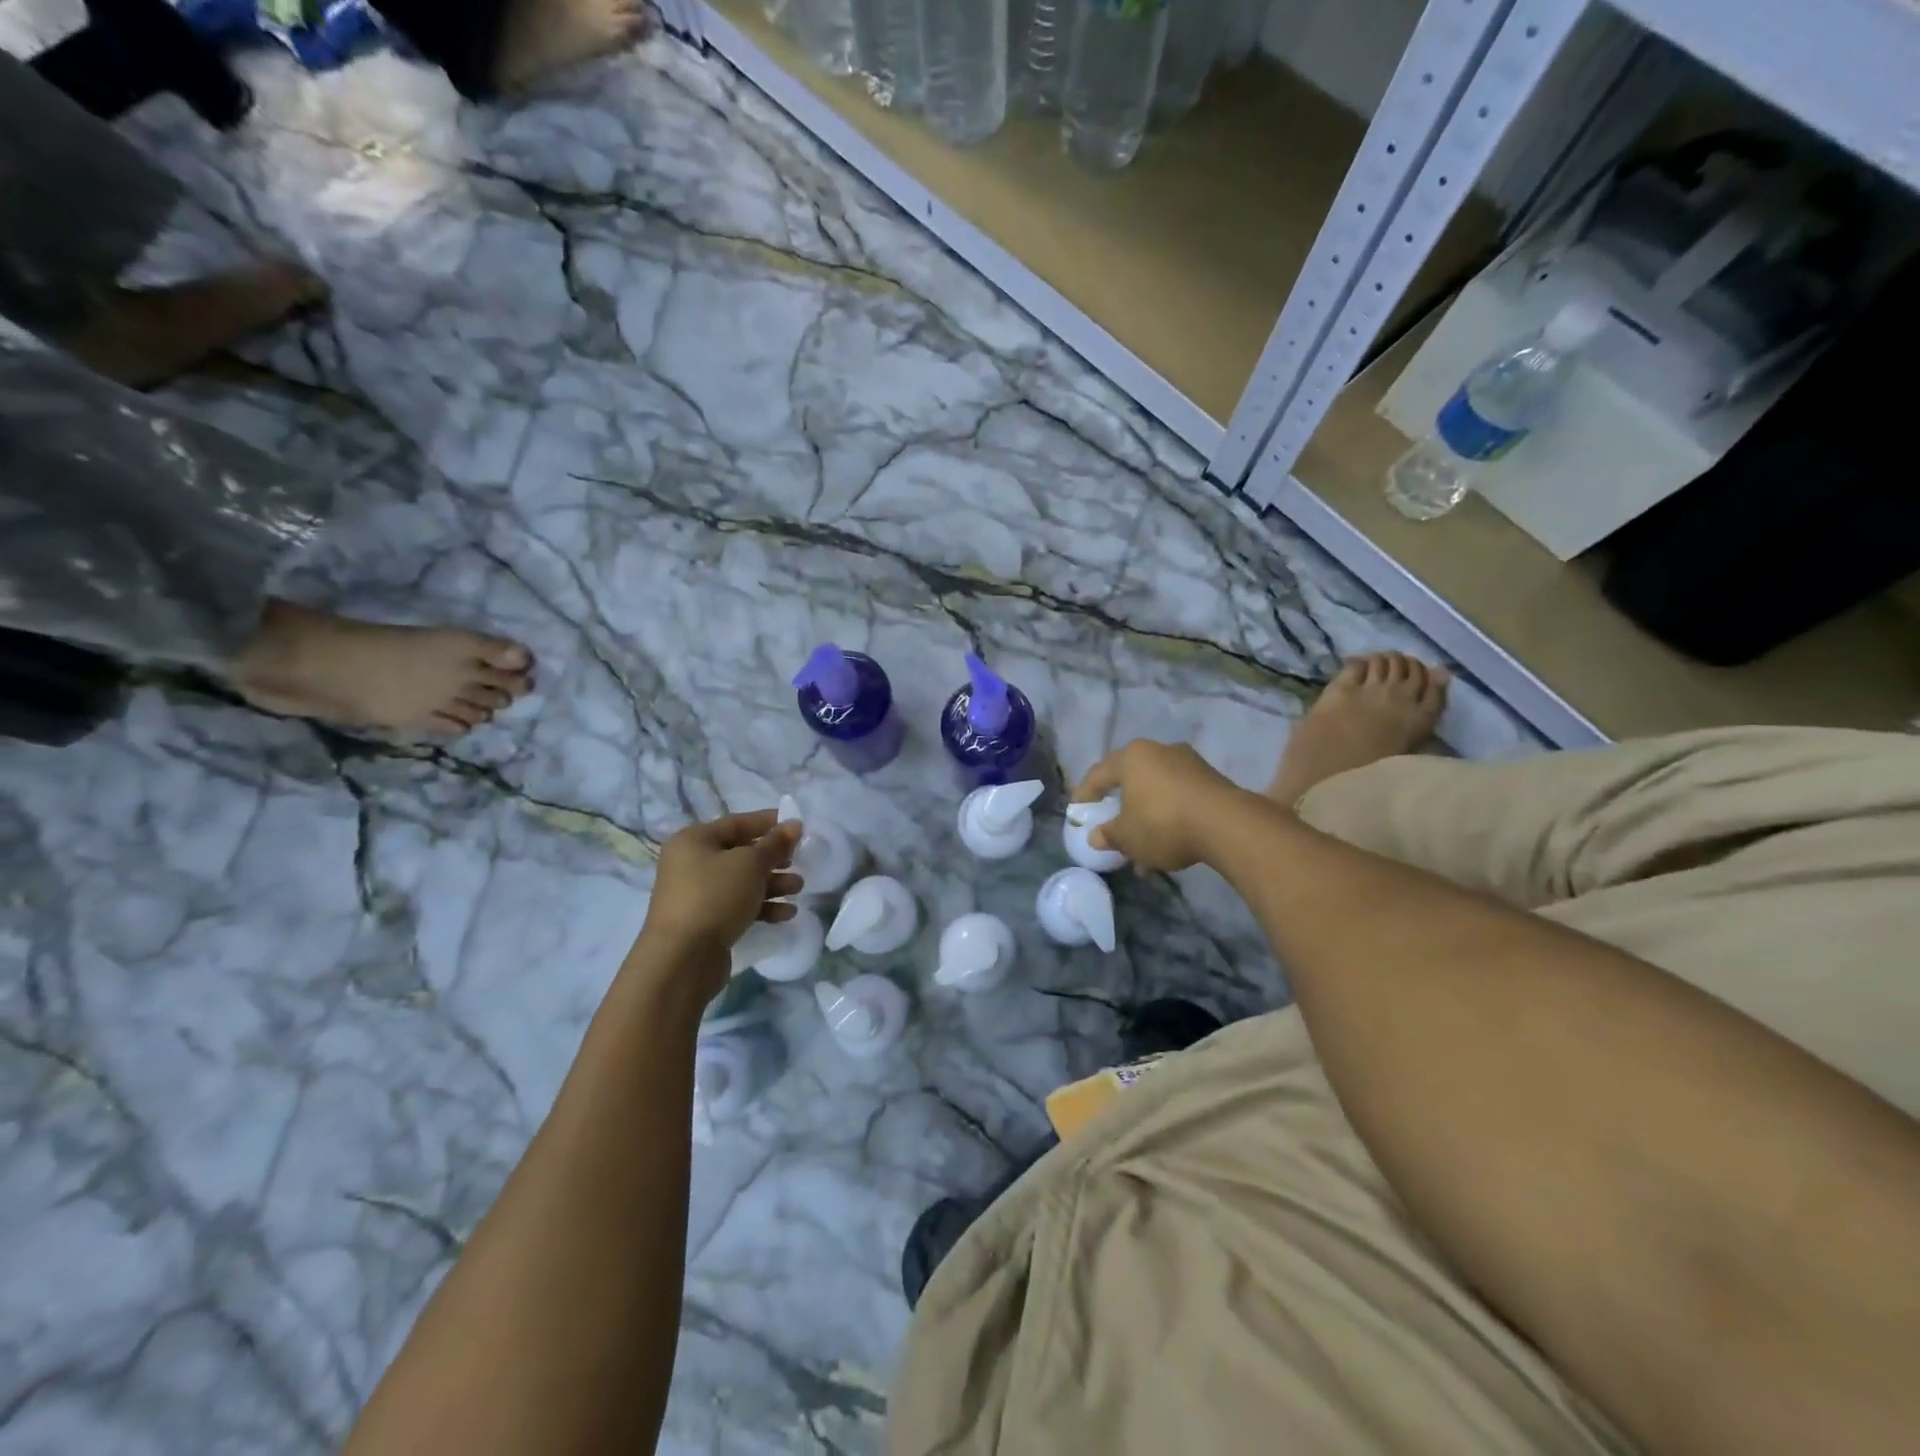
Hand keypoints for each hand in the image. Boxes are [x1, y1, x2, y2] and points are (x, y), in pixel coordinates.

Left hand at [635, 809, 801, 981]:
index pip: (736, 823)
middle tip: (799, 861)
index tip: (796, 825)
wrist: (682, 958)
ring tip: (798, 888)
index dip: (768, 822)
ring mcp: (697, 894)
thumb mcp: (750, 864)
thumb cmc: (715, 896)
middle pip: (741, 853)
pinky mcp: (705, 921)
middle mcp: (691, 863)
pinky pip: (738, 905)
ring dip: (773, 883)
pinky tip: (786, 914)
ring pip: (742, 881)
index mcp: (694, 840)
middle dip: (774, 858)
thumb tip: (794, 824)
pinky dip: (762, 906)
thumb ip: (775, 843)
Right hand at [1072, 740, 1246, 872]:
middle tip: (1111, 825)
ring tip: (1142, 851)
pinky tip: (1168, 847)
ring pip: (1157, 792)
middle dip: (1121, 808)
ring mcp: (1189, 763)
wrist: (1227, 825)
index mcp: (1132, 757)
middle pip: (1131, 780)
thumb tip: (1096, 836)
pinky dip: (1169, 818)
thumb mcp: (1128, 836)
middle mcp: (1160, 751)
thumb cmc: (1162, 823)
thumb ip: (1109, 835)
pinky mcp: (1212, 780)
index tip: (1078, 811)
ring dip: (1147, 818)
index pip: (1099, 774)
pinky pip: (1180, 798)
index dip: (1085, 794)